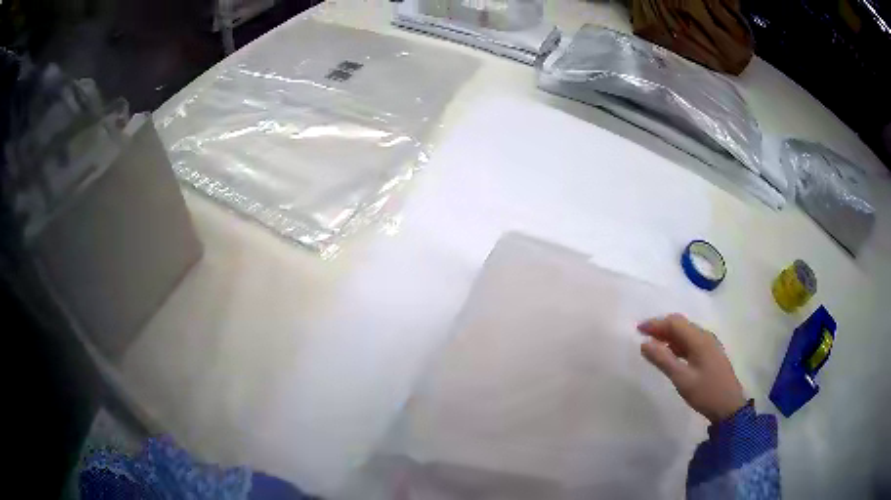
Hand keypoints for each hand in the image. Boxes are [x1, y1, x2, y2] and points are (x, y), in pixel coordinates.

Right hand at [638, 314, 746, 422]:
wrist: (729, 406)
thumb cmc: (705, 392)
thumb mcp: (682, 379)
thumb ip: (663, 360)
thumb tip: (644, 344)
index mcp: (699, 339)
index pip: (674, 323)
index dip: (655, 324)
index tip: (638, 330)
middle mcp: (705, 336)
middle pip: (681, 325)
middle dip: (661, 328)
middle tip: (643, 336)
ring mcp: (709, 344)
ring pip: (686, 333)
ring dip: (669, 336)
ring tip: (653, 345)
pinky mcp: (710, 354)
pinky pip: (691, 342)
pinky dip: (677, 344)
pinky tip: (670, 355)